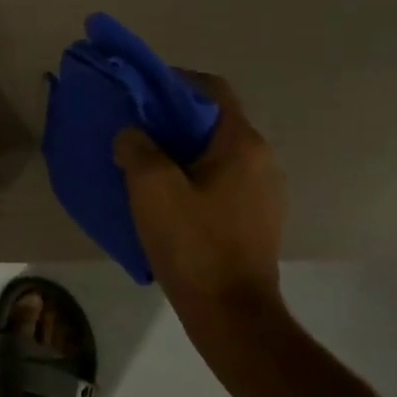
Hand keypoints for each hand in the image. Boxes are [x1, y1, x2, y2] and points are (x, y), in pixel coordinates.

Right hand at [112, 70, 286, 342]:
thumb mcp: (151, 189)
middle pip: (213, 120)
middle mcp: (262, 159)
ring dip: (181, 149)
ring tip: (144, 162)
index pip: (211, 88)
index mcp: (242, 144)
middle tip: (135, 129)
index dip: (173, 81)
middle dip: (172, 118)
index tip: (139, 93)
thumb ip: (137, 147)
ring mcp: (264, 191)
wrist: (232, 315)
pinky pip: (221, 180)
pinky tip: (167, 197)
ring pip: (216, 152)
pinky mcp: (257, 218)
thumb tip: (132, 134)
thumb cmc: (193, 245)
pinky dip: (193, 175)